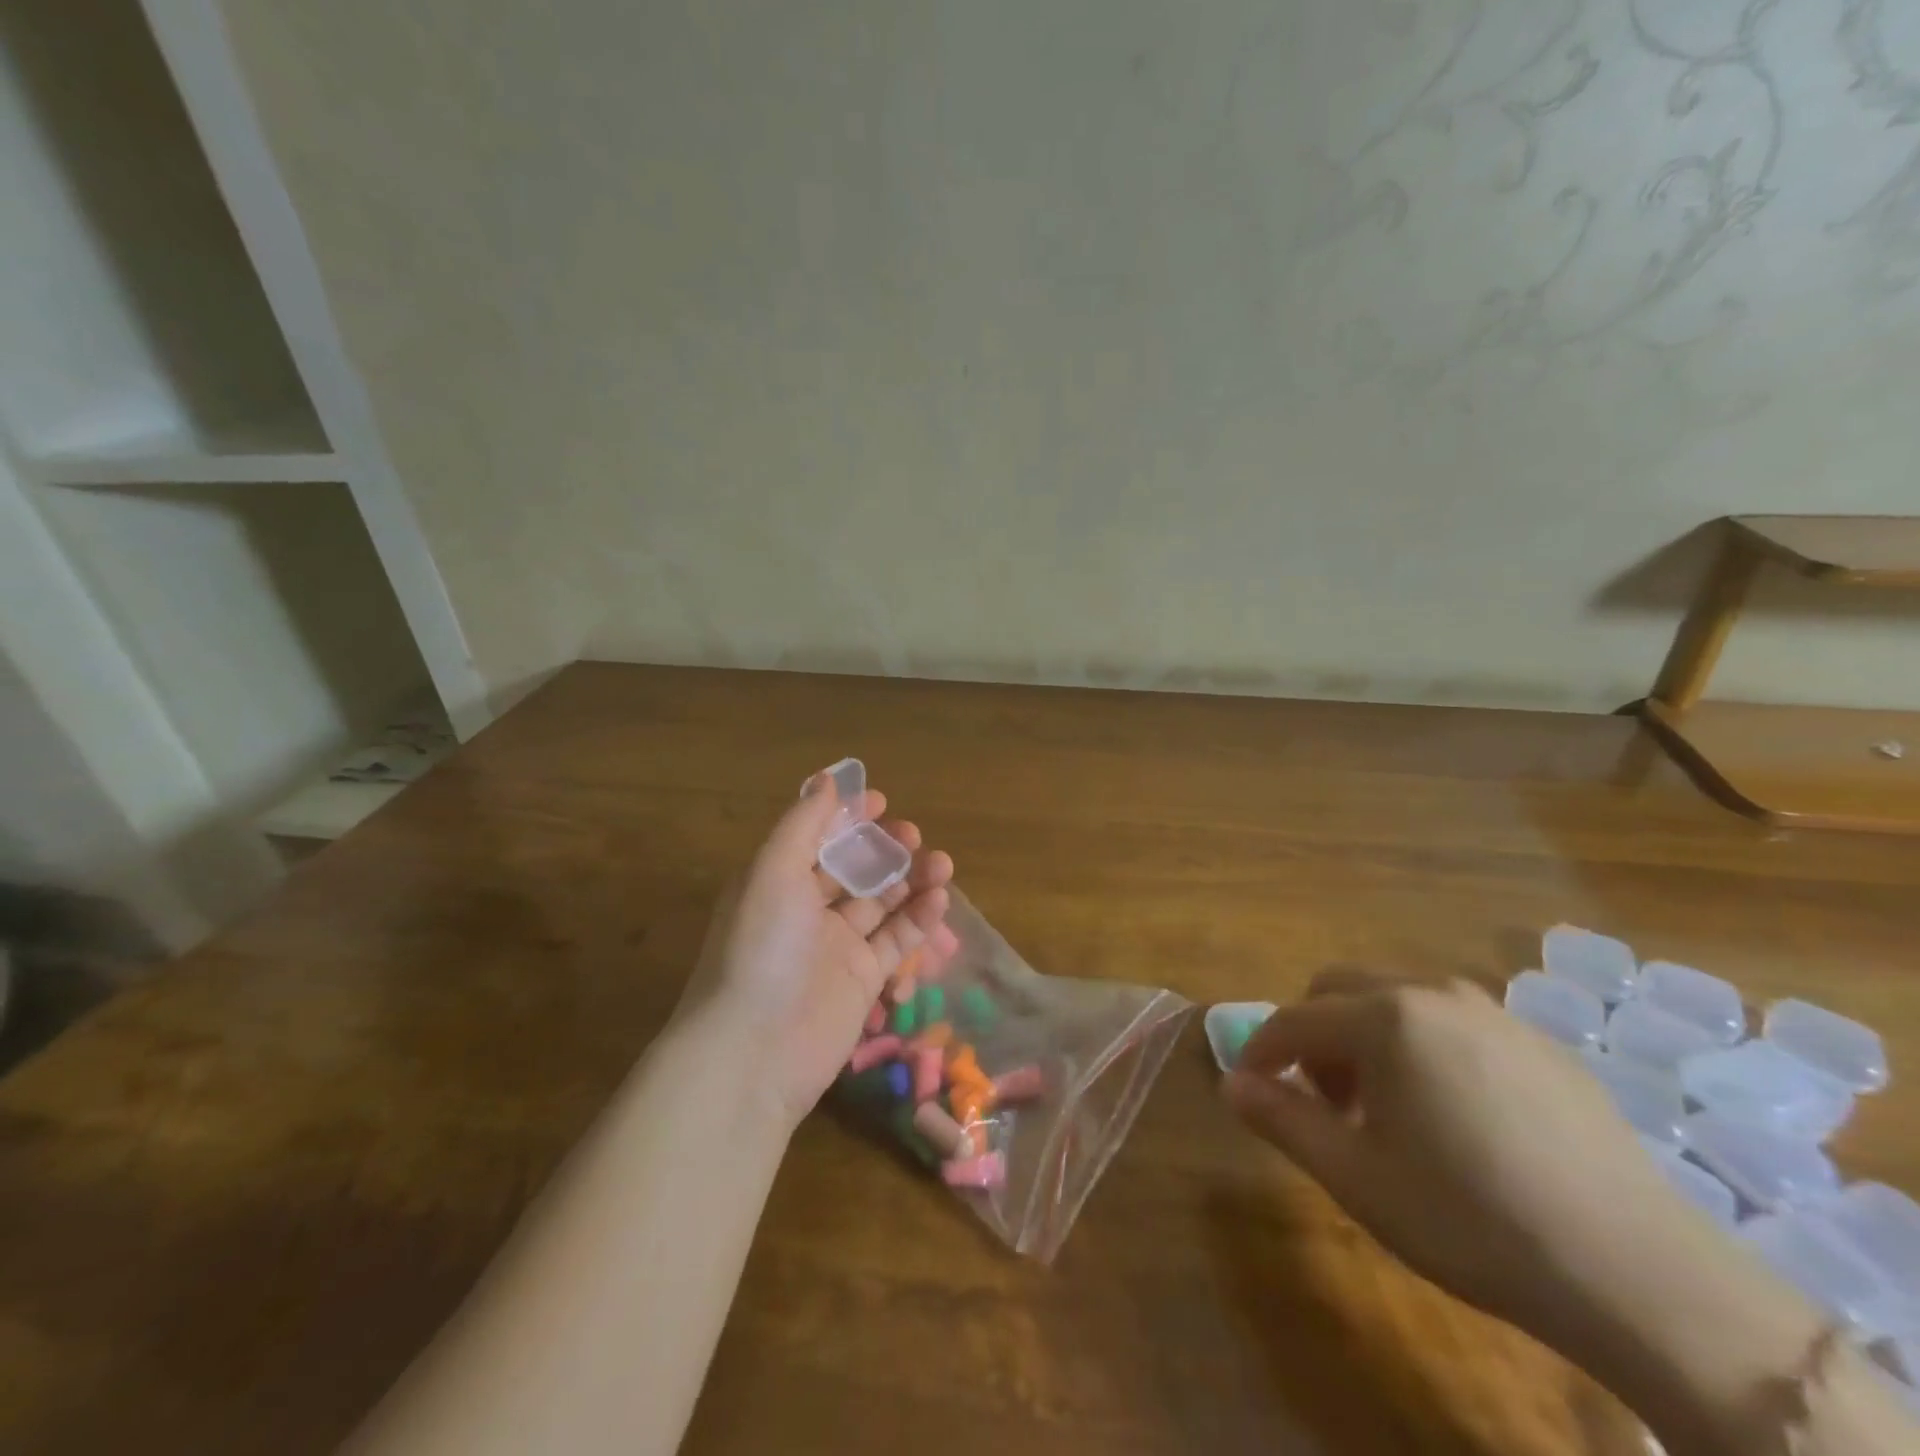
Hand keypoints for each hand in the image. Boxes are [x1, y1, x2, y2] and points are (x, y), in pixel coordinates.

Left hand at [678, 771, 953, 1129]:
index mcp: (778, 881)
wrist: (754, 1051)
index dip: (847, 819)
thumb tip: (826, 779)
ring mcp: (837, 946)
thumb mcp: (773, 872)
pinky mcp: (863, 979)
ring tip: (943, 865)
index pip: (818, 839)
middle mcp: (806, 910)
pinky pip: (896, 940)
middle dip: (885, 849)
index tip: (880, 802)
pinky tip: (939, 900)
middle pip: (855, 869)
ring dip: (912, 880)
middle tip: (914, 836)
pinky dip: (919, 918)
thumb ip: (803, 824)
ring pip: (882, 902)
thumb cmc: (760, 949)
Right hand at [1222, 972, 1699, 1340]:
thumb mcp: (1356, 1177)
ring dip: (1367, 1037)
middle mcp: (1433, 994)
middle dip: (1314, 1035)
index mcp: (1385, 1017)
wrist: (1639, 1273)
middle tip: (1323, 1099)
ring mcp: (1493, 1012)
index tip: (1251, 1086)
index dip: (1262, 1050)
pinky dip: (1422, 1046)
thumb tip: (1232, 1084)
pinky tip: (1453, 1115)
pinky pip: (1452, 1022)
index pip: (1295, 1018)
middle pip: (1340, 989)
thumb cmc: (1472, 1219)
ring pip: (1397, 1000)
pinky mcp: (1540, 1042)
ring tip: (1385, 1107)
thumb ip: (1281, 1119)